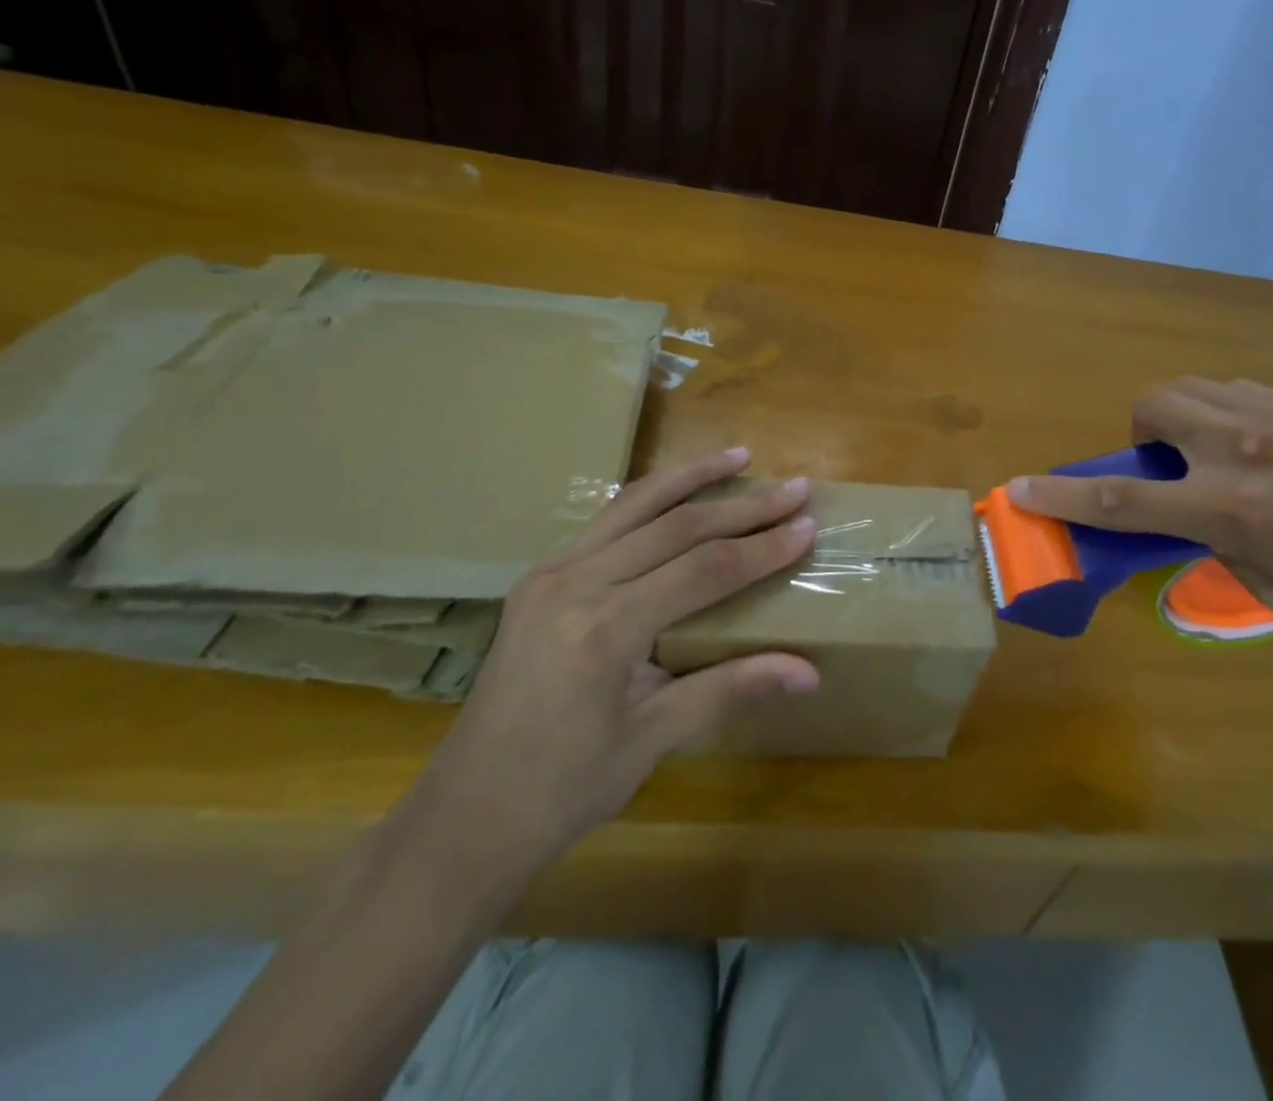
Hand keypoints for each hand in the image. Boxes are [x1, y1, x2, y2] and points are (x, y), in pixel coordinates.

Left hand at [411, 448, 818, 881]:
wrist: (464, 817)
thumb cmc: (561, 790)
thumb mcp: (651, 741)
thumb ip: (729, 690)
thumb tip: (808, 673)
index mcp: (603, 630)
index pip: (703, 570)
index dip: (761, 548)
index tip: (807, 525)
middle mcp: (574, 585)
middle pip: (675, 527)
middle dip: (742, 506)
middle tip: (795, 488)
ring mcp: (549, 574)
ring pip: (634, 506)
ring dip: (691, 478)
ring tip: (738, 456)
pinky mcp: (538, 578)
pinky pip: (605, 523)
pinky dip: (649, 499)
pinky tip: (678, 491)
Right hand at [1010, 379, 1272, 664]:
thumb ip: (1226, 550)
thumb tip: (1204, 527)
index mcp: (1235, 510)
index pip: (1122, 500)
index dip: (1062, 495)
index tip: (1020, 489)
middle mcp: (1250, 448)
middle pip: (1154, 405)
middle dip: (1141, 434)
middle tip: (1169, 470)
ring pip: (1200, 387)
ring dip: (1185, 418)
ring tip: (1219, 457)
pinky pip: (1250, 392)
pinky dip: (1233, 414)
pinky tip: (1272, 450)